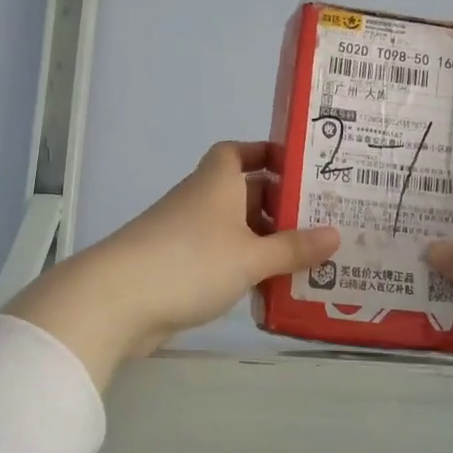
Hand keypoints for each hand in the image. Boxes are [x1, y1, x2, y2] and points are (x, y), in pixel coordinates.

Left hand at [4, 141, 339, 388]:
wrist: (117, 300)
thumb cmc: (191, 261)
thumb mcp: (251, 256)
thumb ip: (293, 248)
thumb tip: (336, 235)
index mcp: (216, 182)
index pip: (238, 152)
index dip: (265, 154)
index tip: (298, 168)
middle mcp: (199, 201)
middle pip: (241, 193)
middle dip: (276, 206)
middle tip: (319, 222)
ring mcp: (182, 234)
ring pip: (231, 230)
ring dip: (261, 242)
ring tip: (304, 259)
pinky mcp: (174, 267)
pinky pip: (217, 259)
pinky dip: (241, 267)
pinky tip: (266, 288)